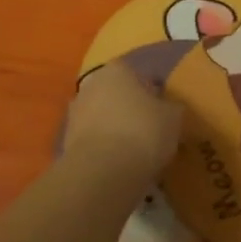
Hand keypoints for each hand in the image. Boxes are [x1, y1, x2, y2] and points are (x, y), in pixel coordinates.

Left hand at [63, 62, 183, 177]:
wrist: (103, 172)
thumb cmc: (143, 132)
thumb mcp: (174, 117)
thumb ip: (172, 108)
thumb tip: (169, 109)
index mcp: (118, 69)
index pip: (142, 76)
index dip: (156, 95)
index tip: (165, 114)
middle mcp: (92, 83)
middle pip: (118, 95)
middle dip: (131, 109)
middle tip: (151, 130)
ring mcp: (75, 112)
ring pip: (103, 117)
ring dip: (116, 128)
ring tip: (135, 151)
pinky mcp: (66, 140)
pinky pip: (93, 139)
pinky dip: (104, 147)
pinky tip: (119, 163)